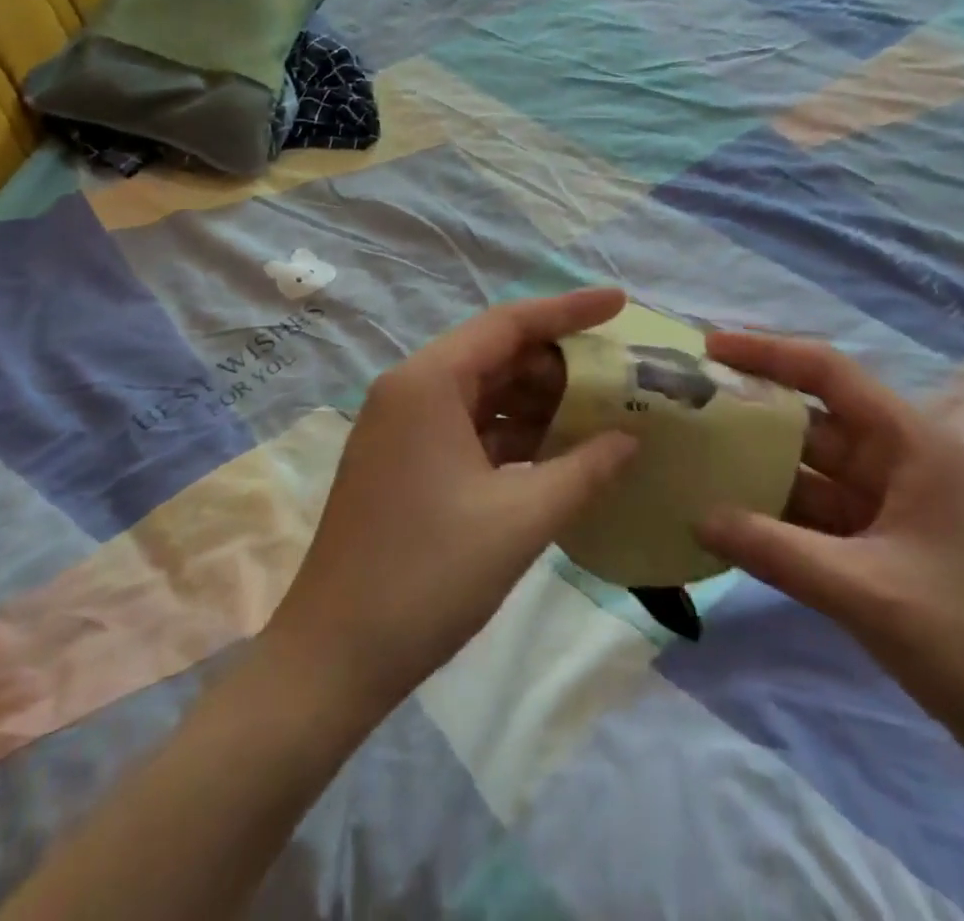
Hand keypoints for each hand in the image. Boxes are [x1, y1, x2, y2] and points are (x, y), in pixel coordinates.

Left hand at [264, 289, 635, 714]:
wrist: (332, 661)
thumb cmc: (426, 577)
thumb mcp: (520, 520)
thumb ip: (585, 470)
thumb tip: (631, 439)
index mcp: (428, 383)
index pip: (510, 323)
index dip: (570, 310)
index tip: (620, 302)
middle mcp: (411, 390)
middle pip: (497, 355)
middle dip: (559, 366)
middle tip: (618, 378)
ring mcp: (403, 427)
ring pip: (484, 394)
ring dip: (538, 404)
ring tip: (599, 415)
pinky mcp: (404, 462)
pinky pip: (469, 428)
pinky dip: (512, 435)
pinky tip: (556, 454)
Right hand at [696, 332, 963, 779]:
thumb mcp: (866, 593)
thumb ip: (775, 551)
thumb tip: (697, 517)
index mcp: (913, 444)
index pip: (829, 373)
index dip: (767, 353)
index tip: (707, 349)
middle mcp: (903, 461)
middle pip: (816, 419)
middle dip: (753, 411)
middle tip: (685, 406)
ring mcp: (896, 506)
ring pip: (815, 469)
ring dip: (762, 466)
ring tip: (695, 456)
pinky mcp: (888, 547)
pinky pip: (822, 515)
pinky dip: (781, 514)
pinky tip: (734, 519)